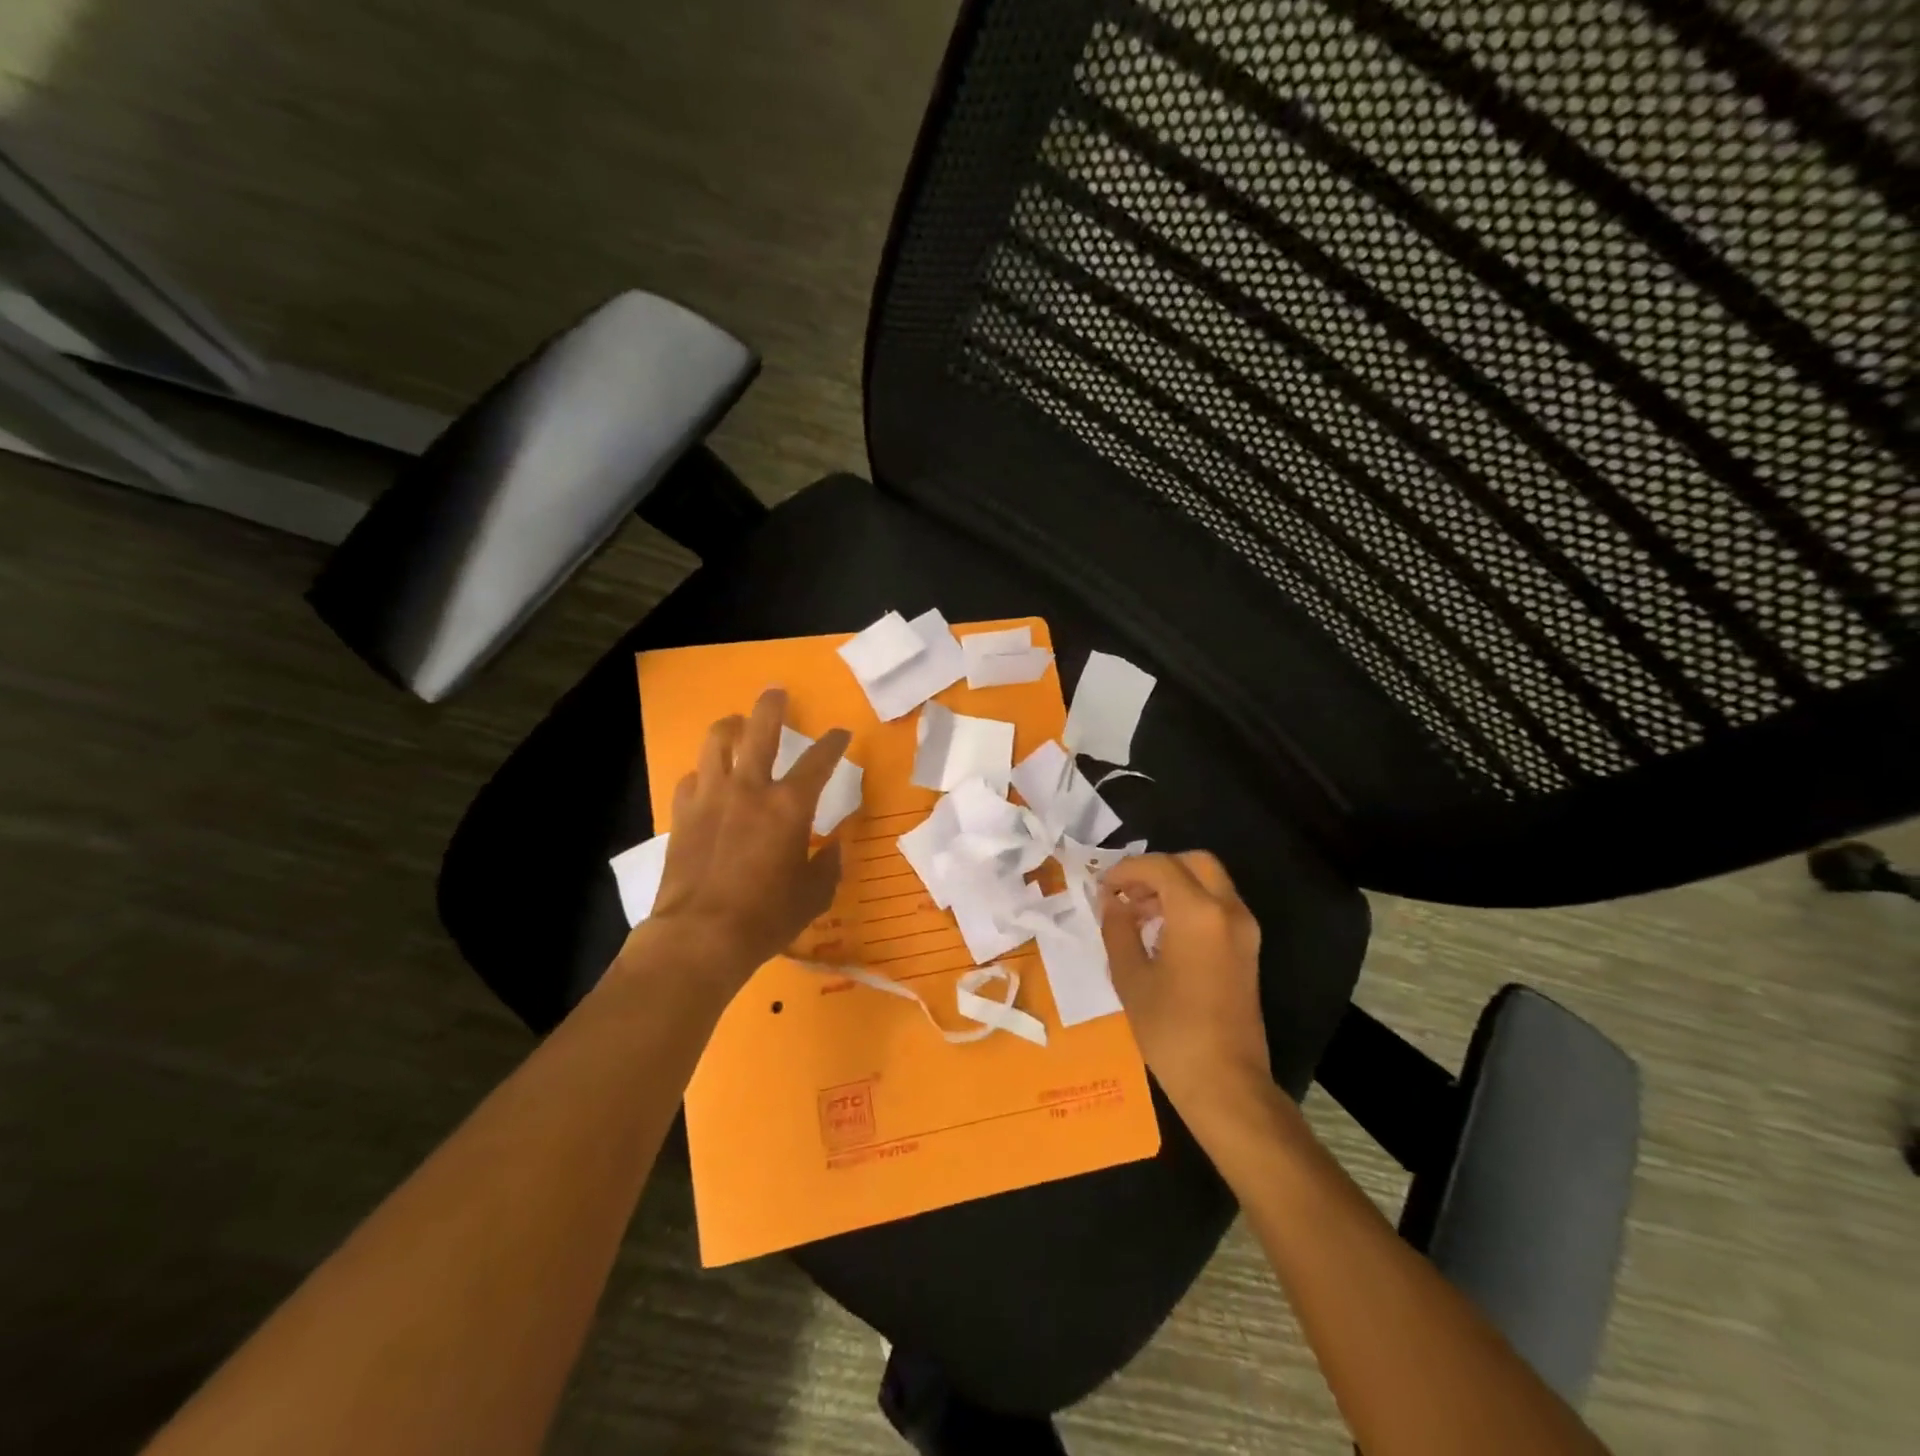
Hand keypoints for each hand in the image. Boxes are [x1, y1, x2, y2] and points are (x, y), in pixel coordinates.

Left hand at [642, 688, 849, 990]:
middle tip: (777, 692)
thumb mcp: (814, 895)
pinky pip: (693, 778)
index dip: (833, 742)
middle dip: (772, 705)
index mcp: (790, 805)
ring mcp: (711, 796)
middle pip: (760, 729)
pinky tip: (709, 780)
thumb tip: (834, 847)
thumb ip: (829, 865)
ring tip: (736, 725)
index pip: (819, 760)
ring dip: (730, 727)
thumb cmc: (767, 917)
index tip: (840, 734)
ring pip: (717, 741)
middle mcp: (750, 788)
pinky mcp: (682, 813)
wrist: (700, 936)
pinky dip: (705, 772)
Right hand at [1100, 851, 1272, 1117]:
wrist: (1225, 1083)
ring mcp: (1244, 930)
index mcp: (1198, 912)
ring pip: (1209, 883)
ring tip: (1139, 916)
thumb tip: (1111, 900)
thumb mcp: (1130, 976)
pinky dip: (1191, 904)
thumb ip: (1117, 928)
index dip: (1127, 870)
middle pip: (1194, 862)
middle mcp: (1228, 911)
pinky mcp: (1248, 950)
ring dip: (1175, 887)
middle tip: (1127, 894)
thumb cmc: (1171, 1029)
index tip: (1103, 887)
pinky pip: (1218, 907)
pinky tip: (1163, 934)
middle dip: (1157, 870)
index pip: (1160, 866)